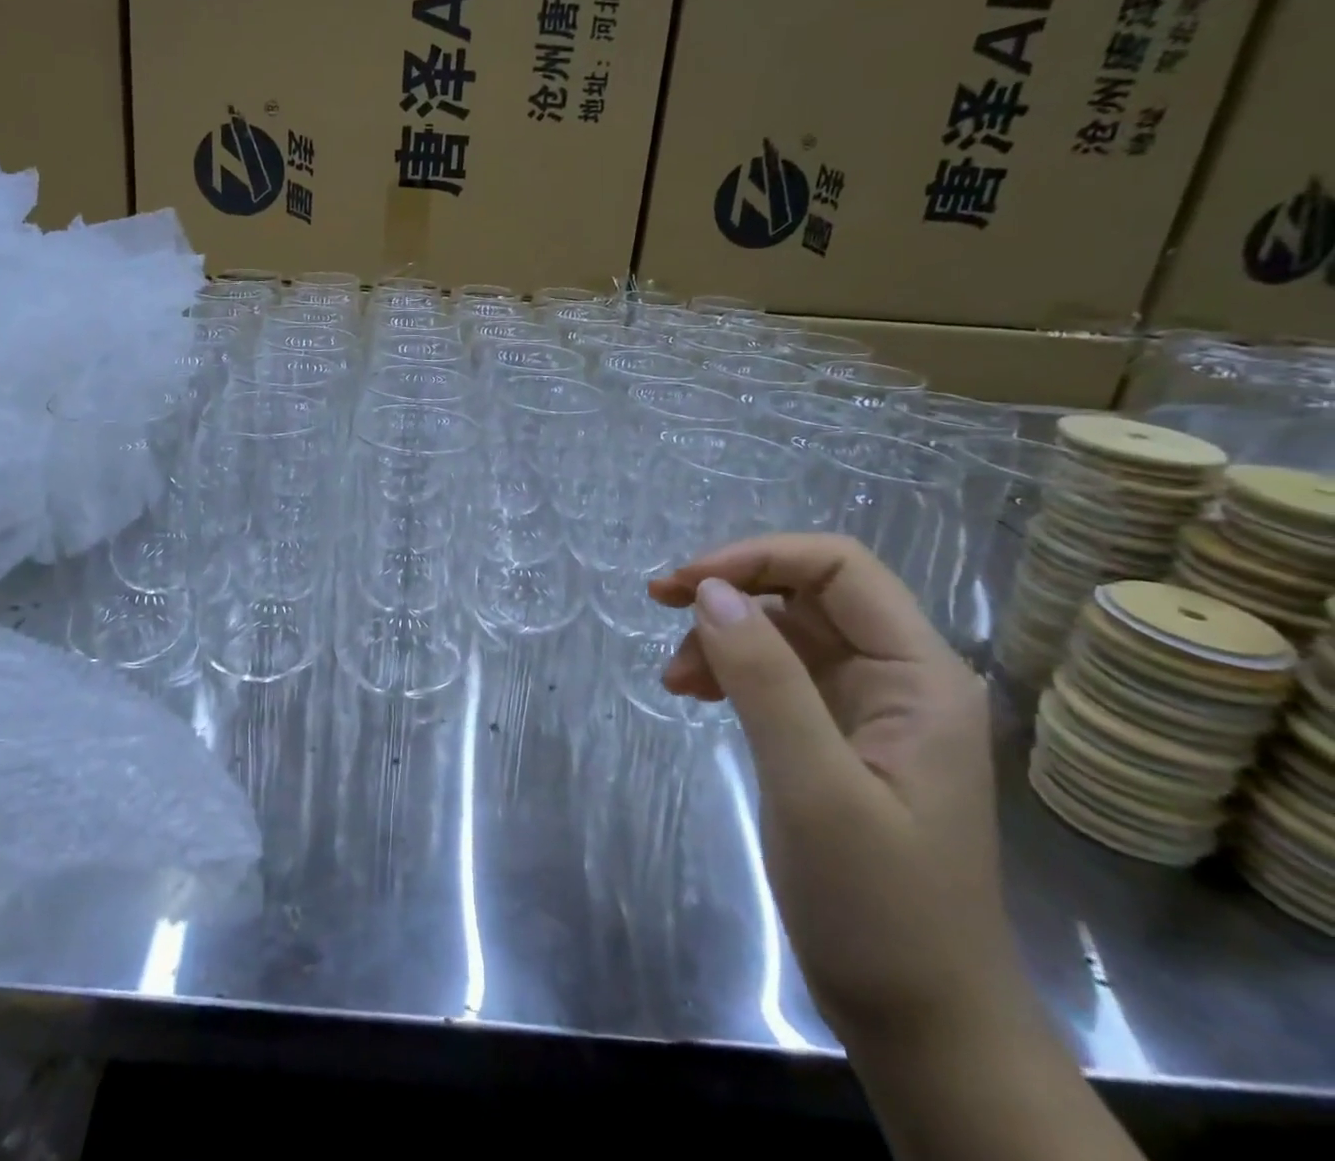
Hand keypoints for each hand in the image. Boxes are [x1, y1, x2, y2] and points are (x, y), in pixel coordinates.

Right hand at [648, 534, 1017, 1049]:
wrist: (922, 1025)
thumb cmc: (880, 908)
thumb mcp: (814, 788)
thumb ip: (765, 680)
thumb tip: (709, 592)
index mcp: (919, 675)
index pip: (840, 568)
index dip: (758, 557)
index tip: (685, 583)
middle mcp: (899, 677)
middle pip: (809, 592)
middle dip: (733, 589)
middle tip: (659, 602)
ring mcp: (869, 708)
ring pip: (785, 631)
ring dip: (724, 636)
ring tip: (673, 677)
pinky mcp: (838, 738)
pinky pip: (778, 675)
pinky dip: (730, 671)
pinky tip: (692, 692)